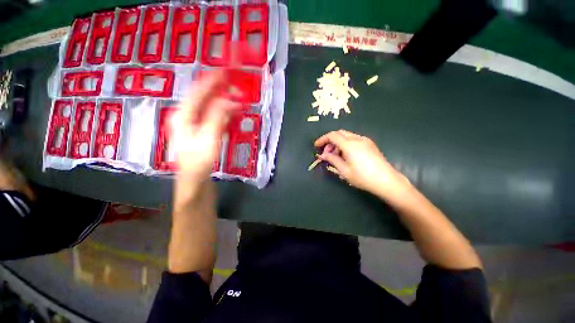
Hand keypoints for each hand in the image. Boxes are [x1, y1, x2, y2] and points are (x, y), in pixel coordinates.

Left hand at [172, 70, 238, 205]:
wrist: (195, 183)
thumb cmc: (199, 163)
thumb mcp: (208, 139)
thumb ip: (218, 117)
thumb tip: (229, 100)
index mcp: (183, 117)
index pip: (197, 92)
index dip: (211, 81)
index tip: (225, 71)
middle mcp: (186, 118)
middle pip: (203, 99)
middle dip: (219, 91)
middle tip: (236, 86)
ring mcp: (194, 127)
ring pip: (209, 108)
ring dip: (223, 102)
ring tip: (236, 97)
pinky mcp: (203, 134)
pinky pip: (213, 118)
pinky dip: (223, 113)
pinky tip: (232, 113)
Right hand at [314, 130, 411, 203]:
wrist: (387, 181)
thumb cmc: (363, 177)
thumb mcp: (344, 170)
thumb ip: (332, 160)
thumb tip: (322, 155)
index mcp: (350, 145)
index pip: (332, 135)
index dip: (322, 139)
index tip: (316, 146)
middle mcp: (357, 139)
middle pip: (339, 133)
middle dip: (330, 141)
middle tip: (326, 153)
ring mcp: (365, 140)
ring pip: (346, 136)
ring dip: (337, 143)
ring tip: (335, 156)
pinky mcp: (369, 144)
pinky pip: (353, 139)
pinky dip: (345, 144)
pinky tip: (345, 155)